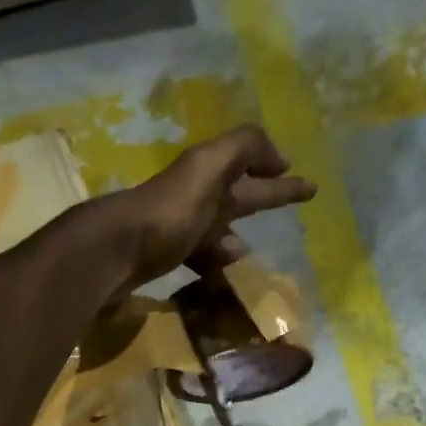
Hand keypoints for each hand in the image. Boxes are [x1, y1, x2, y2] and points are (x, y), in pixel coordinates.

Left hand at [110, 125, 316, 288]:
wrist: (115, 251)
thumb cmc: (168, 210)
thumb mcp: (210, 166)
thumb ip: (244, 148)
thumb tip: (278, 160)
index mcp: (210, 173)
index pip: (255, 169)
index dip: (281, 175)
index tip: (310, 186)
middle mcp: (196, 196)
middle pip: (239, 199)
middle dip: (267, 200)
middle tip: (296, 208)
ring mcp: (179, 228)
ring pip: (218, 232)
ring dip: (235, 240)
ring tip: (248, 254)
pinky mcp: (164, 258)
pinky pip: (198, 259)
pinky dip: (211, 265)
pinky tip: (218, 277)